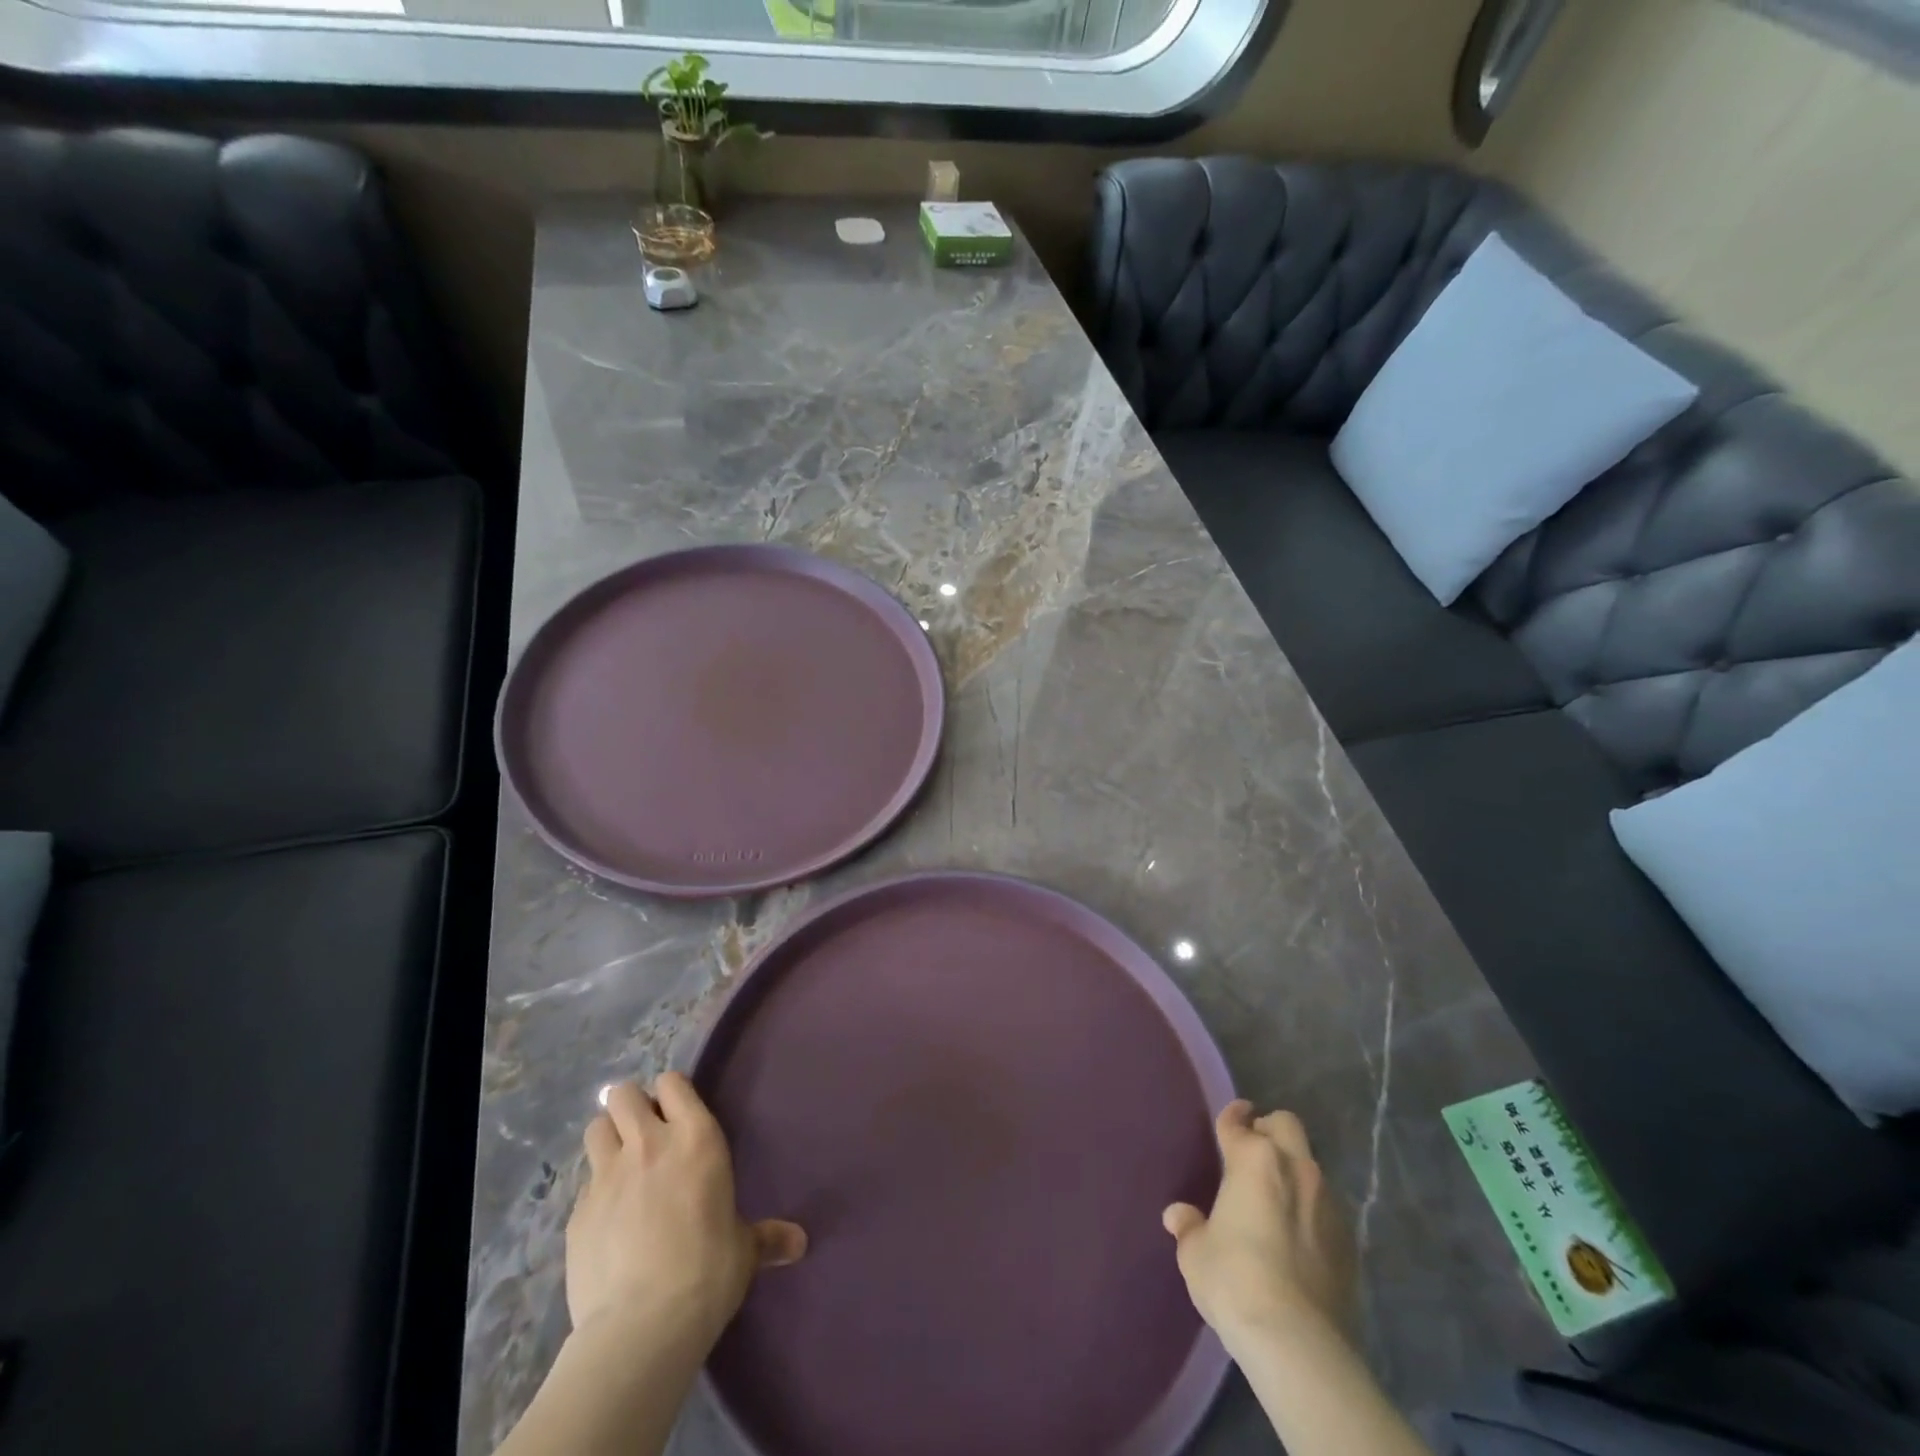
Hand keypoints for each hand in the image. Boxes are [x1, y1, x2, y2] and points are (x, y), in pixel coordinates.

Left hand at [567, 1072, 806, 1350]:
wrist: (642, 1327)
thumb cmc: (708, 1272)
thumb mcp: (745, 1250)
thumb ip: (767, 1237)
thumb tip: (799, 1244)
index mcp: (696, 1138)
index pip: (672, 1083)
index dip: (671, 1093)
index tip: (676, 1113)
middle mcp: (648, 1145)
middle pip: (624, 1095)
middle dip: (631, 1108)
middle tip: (644, 1135)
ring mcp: (606, 1176)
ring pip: (596, 1127)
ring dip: (607, 1138)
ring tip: (620, 1165)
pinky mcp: (576, 1213)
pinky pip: (583, 1184)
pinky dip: (594, 1192)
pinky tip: (606, 1220)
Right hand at [1162, 1101, 1356, 1350]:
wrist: (1296, 1340)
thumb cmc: (1234, 1279)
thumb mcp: (1196, 1253)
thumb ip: (1190, 1227)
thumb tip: (1179, 1216)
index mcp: (1252, 1159)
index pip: (1237, 1122)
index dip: (1231, 1116)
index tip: (1232, 1116)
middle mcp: (1294, 1167)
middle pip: (1286, 1124)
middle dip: (1270, 1130)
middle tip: (1255, 1151)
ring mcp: (1327, 1202)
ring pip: (1310, 1164)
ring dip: (1293, 1171)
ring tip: (1277, 1199)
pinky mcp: (1350, 1240)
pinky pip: (1327, 1207)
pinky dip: (1312, 1210)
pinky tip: (1299, 1237)